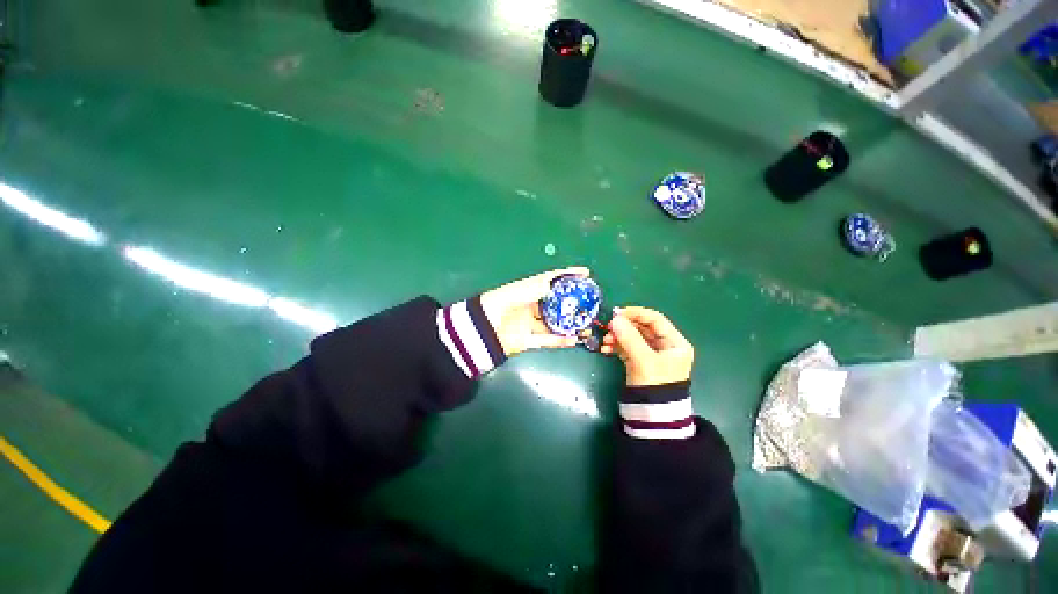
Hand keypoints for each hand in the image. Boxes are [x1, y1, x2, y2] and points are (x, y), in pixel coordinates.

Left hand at [479, 267, 590, 356]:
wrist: (482, 329)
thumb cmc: (501, 303)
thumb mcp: (522, 290)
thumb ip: (540, 287)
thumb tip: (558, 284)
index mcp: (529, 290)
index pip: (552, 280)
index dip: (568, 276)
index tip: (585, 274)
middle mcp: (531, 306)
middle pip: (557, 304)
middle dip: (573, 304)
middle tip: (590, 304)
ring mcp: (530, 324)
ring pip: (555, 324)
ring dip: (570, 325)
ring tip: (587, 326)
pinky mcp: (528, 340)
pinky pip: (547, 340)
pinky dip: (560, 340)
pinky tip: (574, 339)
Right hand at [601, 306, 693, 386]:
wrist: (652, 416)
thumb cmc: (655, 385)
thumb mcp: (644, 360)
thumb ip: (629, 337)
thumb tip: (614, 319)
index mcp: (674, 343)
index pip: (655, 319)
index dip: (636, 313)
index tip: (617, 313)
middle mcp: (664, 346)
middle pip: (642, 327)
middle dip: (623, 327)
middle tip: (607, 327)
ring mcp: (651, 354)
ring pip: (632, 337)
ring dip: (617, 336)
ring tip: (605, 341)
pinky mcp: (639, 362)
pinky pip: (626, 347)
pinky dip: (616, 346)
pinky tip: (605, 349)